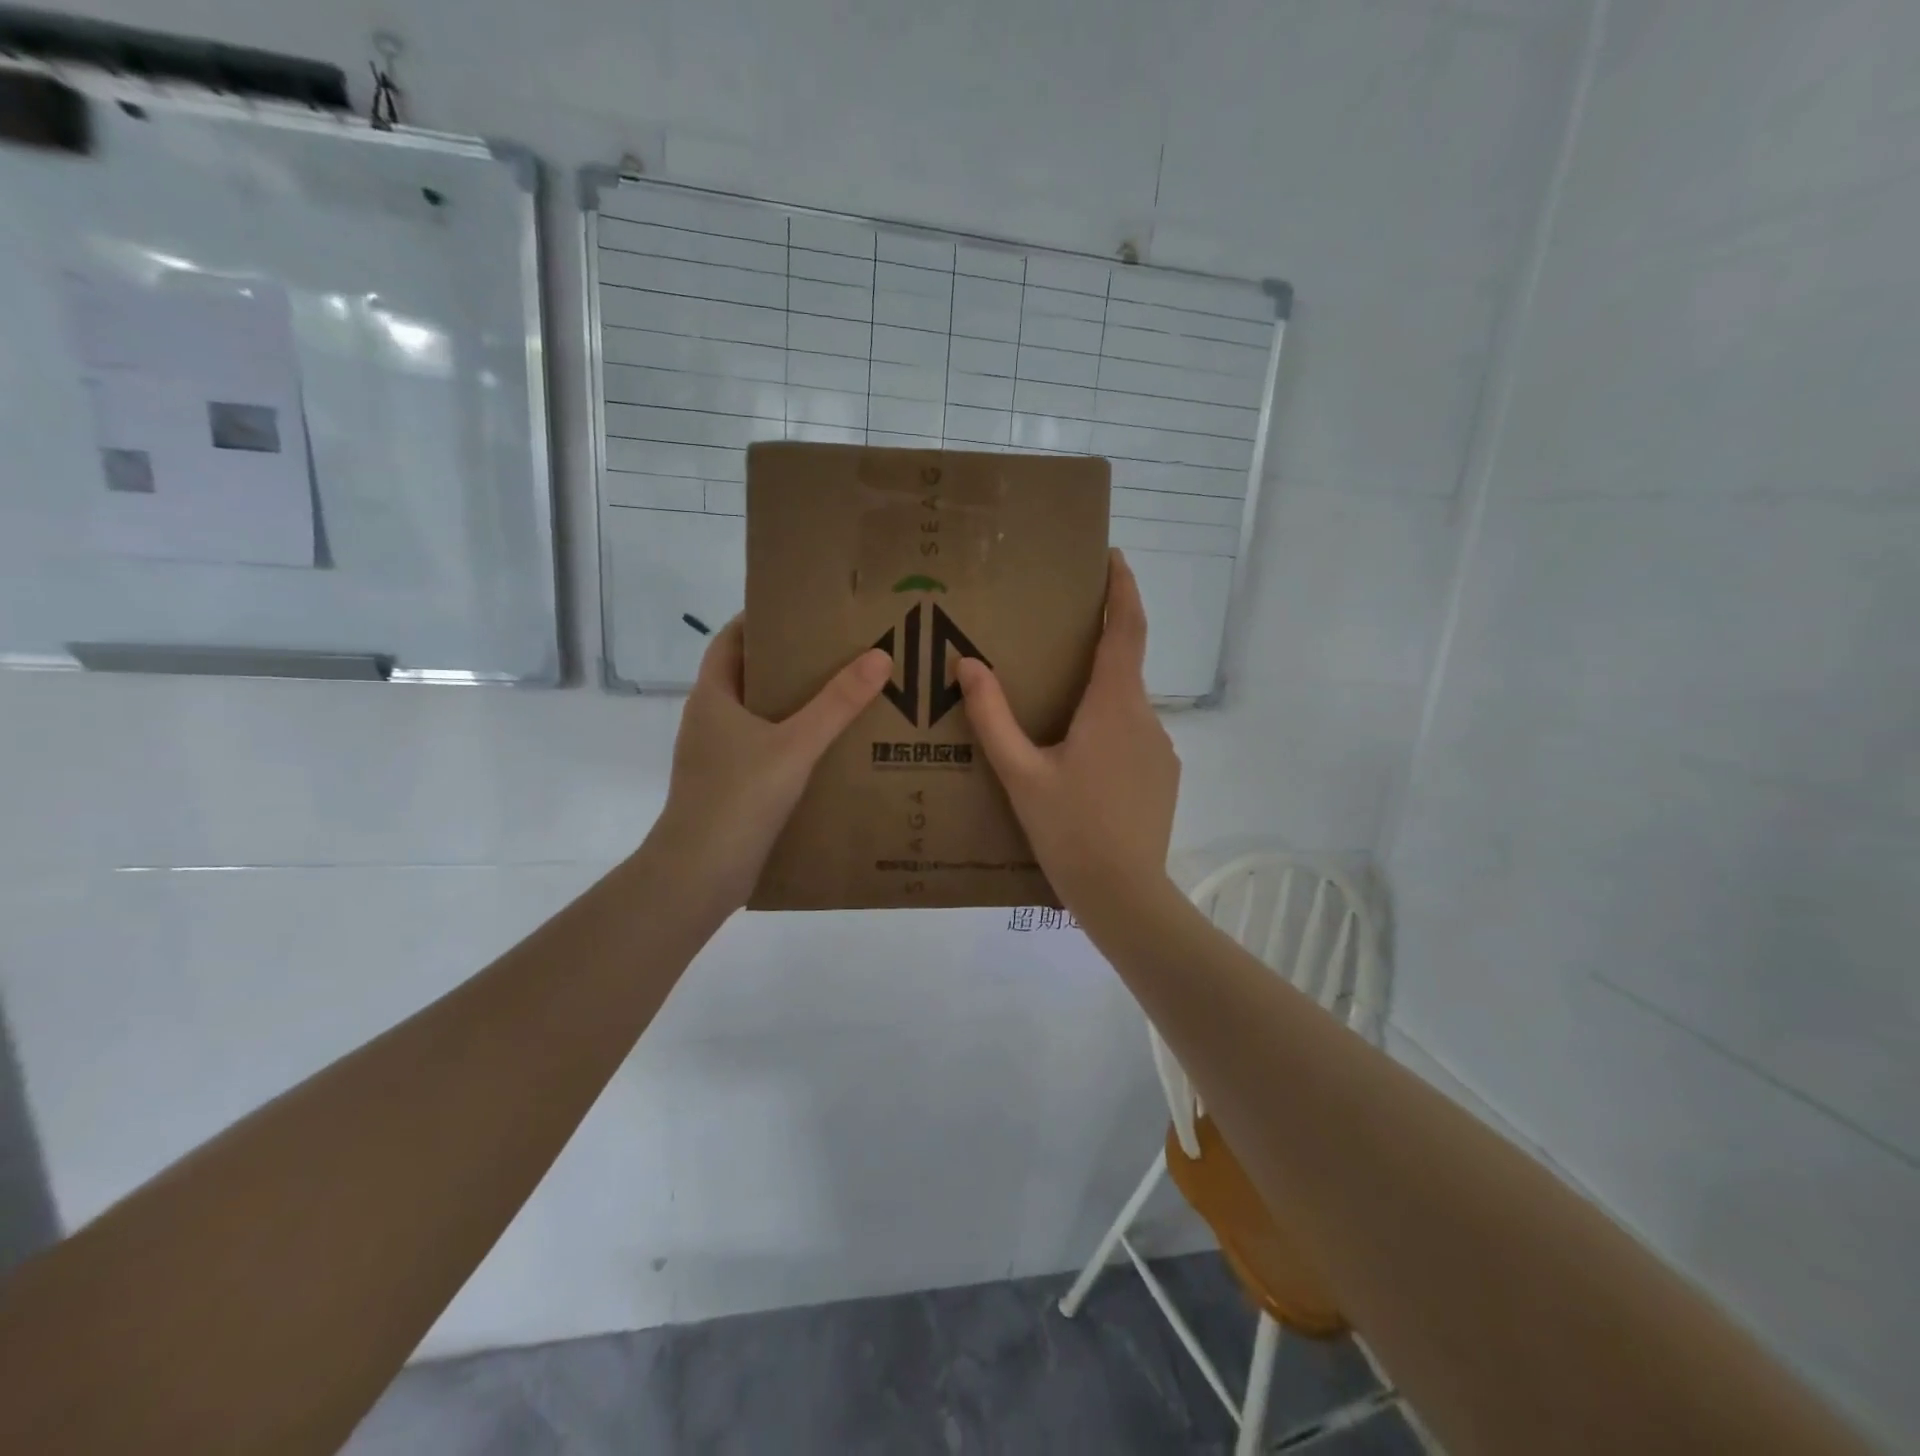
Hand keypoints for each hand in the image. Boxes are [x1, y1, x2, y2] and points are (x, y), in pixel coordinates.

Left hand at [649, 620, 890, 912]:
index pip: (731, 640)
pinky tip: (827, 751)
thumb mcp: (795, 744)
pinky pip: (764, 750)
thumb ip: (837, 703)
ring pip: (758, 717)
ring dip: (793, 706)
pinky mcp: (729, 788)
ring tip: (842, 696)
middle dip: (789, 663)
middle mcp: (710, 721)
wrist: (699, 873)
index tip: (803, 611)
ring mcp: (717, 757)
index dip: (761, 621)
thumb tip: (879, 656)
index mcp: (713, 697)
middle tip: (838, 652)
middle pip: (749, 677)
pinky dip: (791, 742)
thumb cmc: (738, 797)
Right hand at [957, 550, 1179, 912]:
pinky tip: (1077, 760)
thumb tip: (968, 665)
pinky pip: (1132, 735)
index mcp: (1114, 705)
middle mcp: (1145, 717)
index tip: (1113, 556)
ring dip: (1097, 694)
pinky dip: (1106, 728)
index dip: (1123, 588)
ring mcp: (1160, 748)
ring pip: (1125, 704)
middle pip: (1124, 664)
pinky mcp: (1162, 775)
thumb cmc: (1069, 830)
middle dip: (1097, 643)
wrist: (1124, 895)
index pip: (1126, 628)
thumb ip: (992, 716)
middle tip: (1055, 639)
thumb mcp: (1020, 773)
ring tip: (1056, 711)